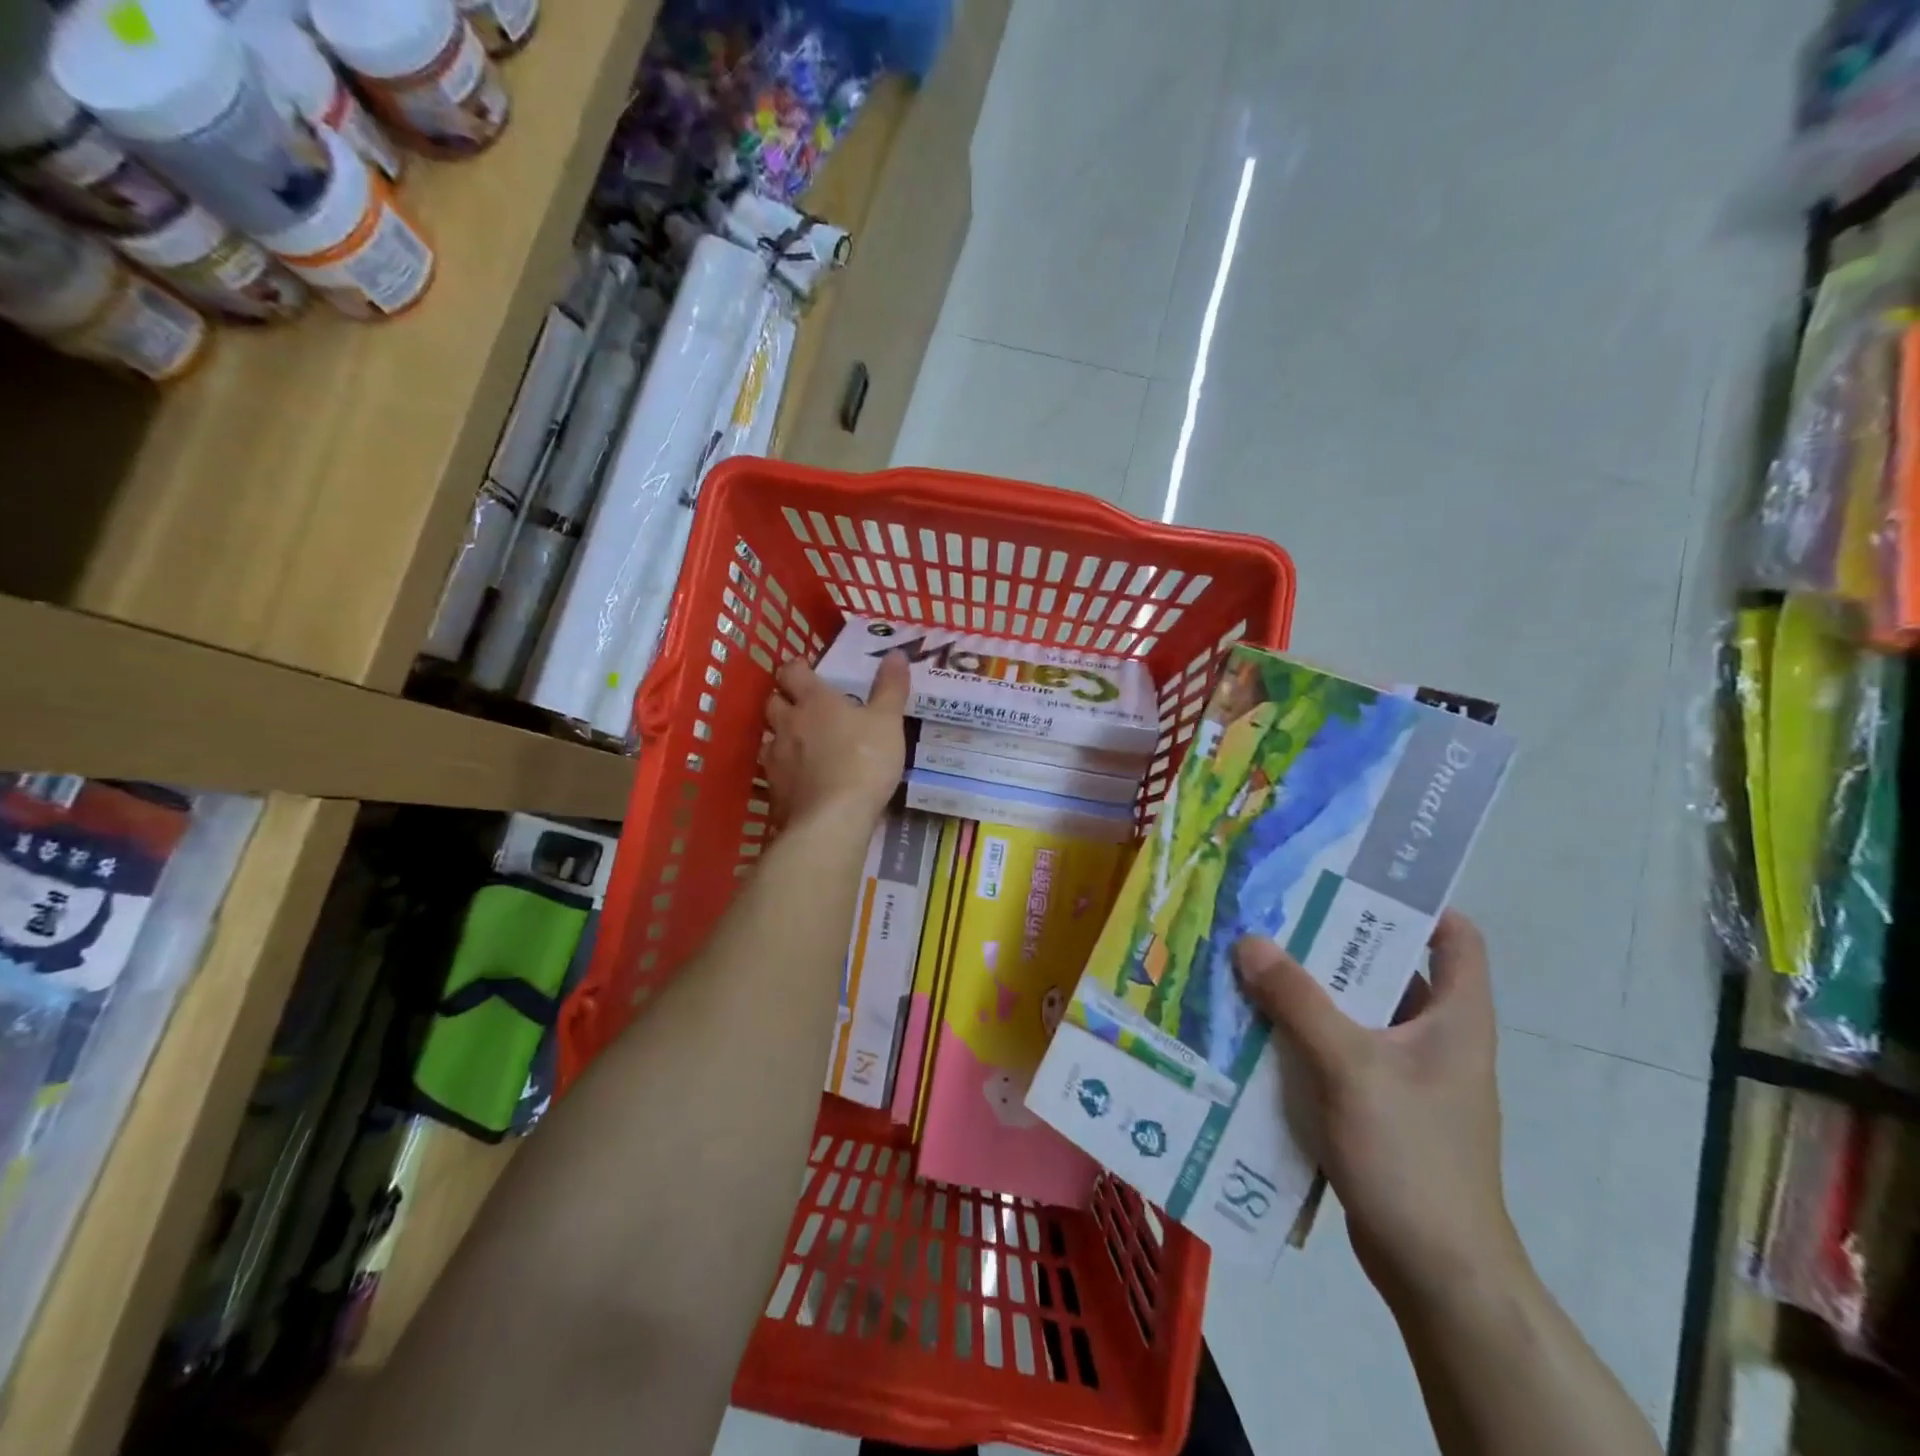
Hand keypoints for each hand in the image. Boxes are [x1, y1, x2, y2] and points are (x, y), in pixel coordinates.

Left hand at [763, 652, 908, 829]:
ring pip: (769, 737)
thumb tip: (896, 652)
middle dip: (785, 700)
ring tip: (799, 743)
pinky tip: (798, 778)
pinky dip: (783, 770)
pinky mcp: (774, 789)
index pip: (793, 672)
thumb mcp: (888, 722)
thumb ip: (891, 687)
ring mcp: (776, 758)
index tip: (806, 670)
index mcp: (815, 701)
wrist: (834, 818)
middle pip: (774, 702)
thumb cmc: (865, 761)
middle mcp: (788, 724)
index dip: (797, 668)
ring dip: (780, 735)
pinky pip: (773, 771)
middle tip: (803, 706)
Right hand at [1232, 911, 1523, 1310]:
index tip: (1351, 877)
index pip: (1454, 936)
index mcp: (1456, 1018)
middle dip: (1331, 940)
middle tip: (1272, 911)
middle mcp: (1434, 1036)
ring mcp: (1403, 1073)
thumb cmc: (1412, 1156)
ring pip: (1353, 1009)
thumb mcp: (1350, 1067)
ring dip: (1306, 989)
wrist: (1436, 1271)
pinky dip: (1300, 1032)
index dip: (1414, 901)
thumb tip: (1249, 941)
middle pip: (1386, 967)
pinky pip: (1335, 1048)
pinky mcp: (1374, 1103)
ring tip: (1250, 958)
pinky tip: (1253, 1024)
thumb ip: (1298, 1001)